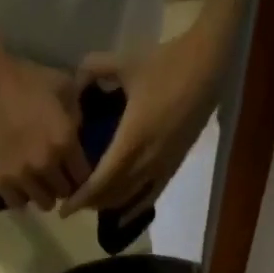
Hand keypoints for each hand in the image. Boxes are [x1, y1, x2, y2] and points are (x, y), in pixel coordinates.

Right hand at [0, 48, 90, 210]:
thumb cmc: (24, 78)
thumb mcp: (62, 85)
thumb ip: (76, 114)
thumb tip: (79, 134)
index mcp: (65, 141)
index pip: (84, 176)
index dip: (80, 174)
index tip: (74, 169)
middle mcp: (46, 164)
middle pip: (64, 193)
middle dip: (63, 184)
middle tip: (56, 175)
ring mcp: (22, 176)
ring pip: (44, 203)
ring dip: (44, 193)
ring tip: (38, 181)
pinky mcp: (0, 182)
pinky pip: (18, 204)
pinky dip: (22, 197)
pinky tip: (20, 184)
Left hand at [61, 28, 222, 219]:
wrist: (209, 65)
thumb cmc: (167, 63)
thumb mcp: (127, 62)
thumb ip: (95, 68)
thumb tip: (74, 80)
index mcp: (131, 141)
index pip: (100, 183)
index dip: (81, 200)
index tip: (64, 210)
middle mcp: (146, 162)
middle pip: (111, 196)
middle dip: (90, 203)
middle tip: (73, 203)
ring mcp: (161, 167)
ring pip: (128, 199)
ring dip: (108, 204)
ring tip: (92, 203)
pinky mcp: (174, 166)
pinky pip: (149, 197)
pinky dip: (132, 206)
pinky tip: (122, 210)